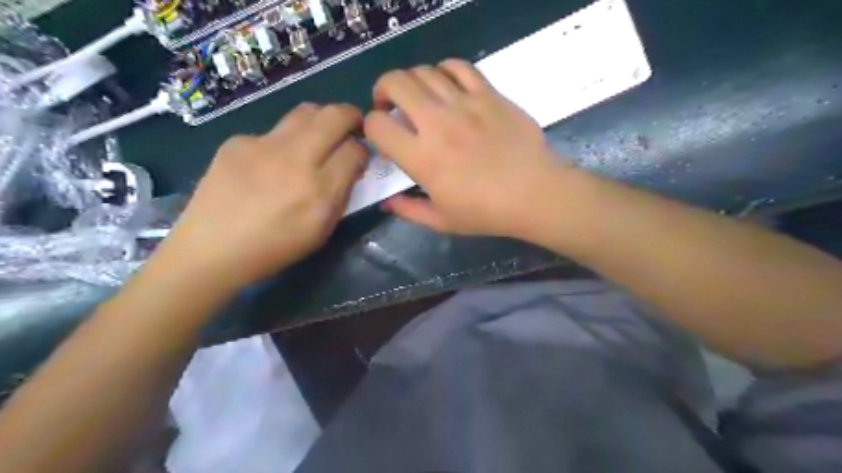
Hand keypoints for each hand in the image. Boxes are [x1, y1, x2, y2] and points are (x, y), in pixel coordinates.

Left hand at [159, 104, 366, 287]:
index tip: (360, 157)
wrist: (211, 249)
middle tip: (353, 127)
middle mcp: (296, 160)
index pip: (355, 150)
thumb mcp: (322, 230)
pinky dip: (284, 141)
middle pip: (334, 116)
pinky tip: (271, 163)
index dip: (364, 150)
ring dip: (322, 119)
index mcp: (320, 191)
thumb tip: (350, 168)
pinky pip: (273, 131)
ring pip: (306, 112)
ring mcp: (264, 146)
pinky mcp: (238, 141)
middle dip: (351, 116)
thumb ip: (341, 195)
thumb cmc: (275, 248)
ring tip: (320, 135)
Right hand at [363, 60, 569, 239]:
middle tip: (390, 105)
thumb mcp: (442, 221)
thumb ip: (408, 210)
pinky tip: (446, 86)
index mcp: (422, 158)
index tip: (382, 136)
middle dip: (383, 90)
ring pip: (424, 71)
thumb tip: (387, 202)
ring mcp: (465, 104)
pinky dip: (444, 70)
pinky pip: (458, 67)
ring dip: (411, 82)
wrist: (535, 194)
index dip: (371, 127)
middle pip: (395, 83)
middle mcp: (438, 123)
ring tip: (418, 98)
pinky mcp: (489, 95)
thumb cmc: (487, 212)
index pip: (377, 126)